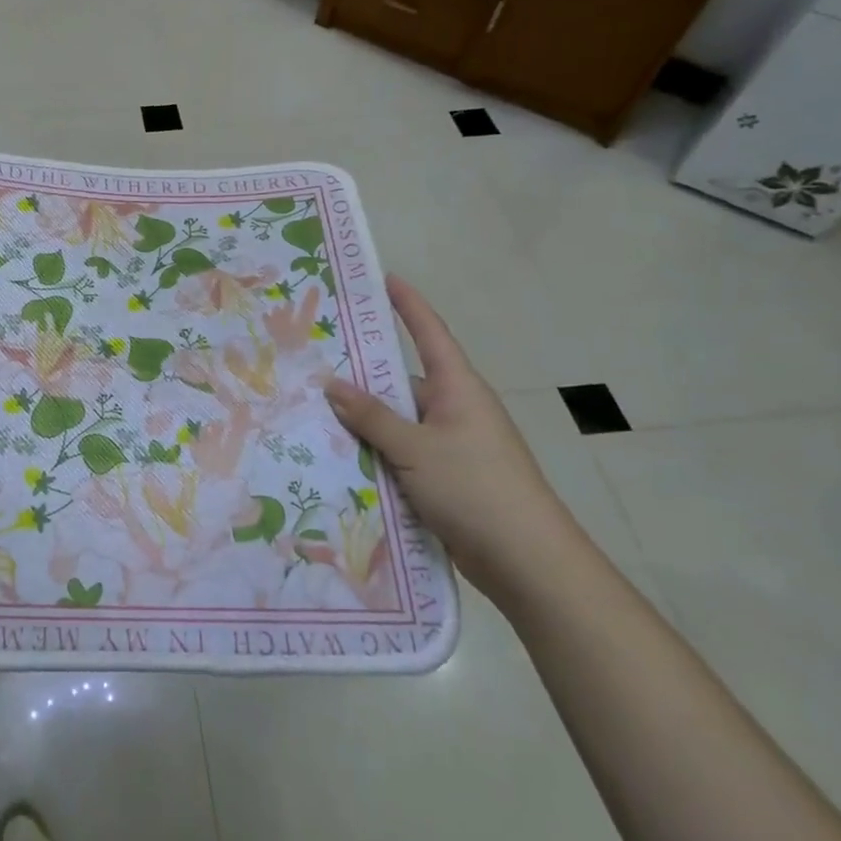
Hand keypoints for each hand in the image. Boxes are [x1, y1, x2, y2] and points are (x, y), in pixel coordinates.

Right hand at [324, 274, 581, 602]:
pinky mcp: (446, 478)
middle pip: (402, 381)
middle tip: (316, 359)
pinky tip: (340, 456)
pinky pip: (402, 452)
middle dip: (363, 374)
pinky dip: (376, 452)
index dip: (408, 305)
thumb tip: (331, 383)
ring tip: (313, 411)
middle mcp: (455, 409)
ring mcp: (452, 445)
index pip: (429, 333)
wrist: (527, 562)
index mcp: (458, 388)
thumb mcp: (415, 448)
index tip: (384, 278)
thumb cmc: (475, 488)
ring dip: (365, 420)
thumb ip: (372, 416)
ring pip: (398, 421)